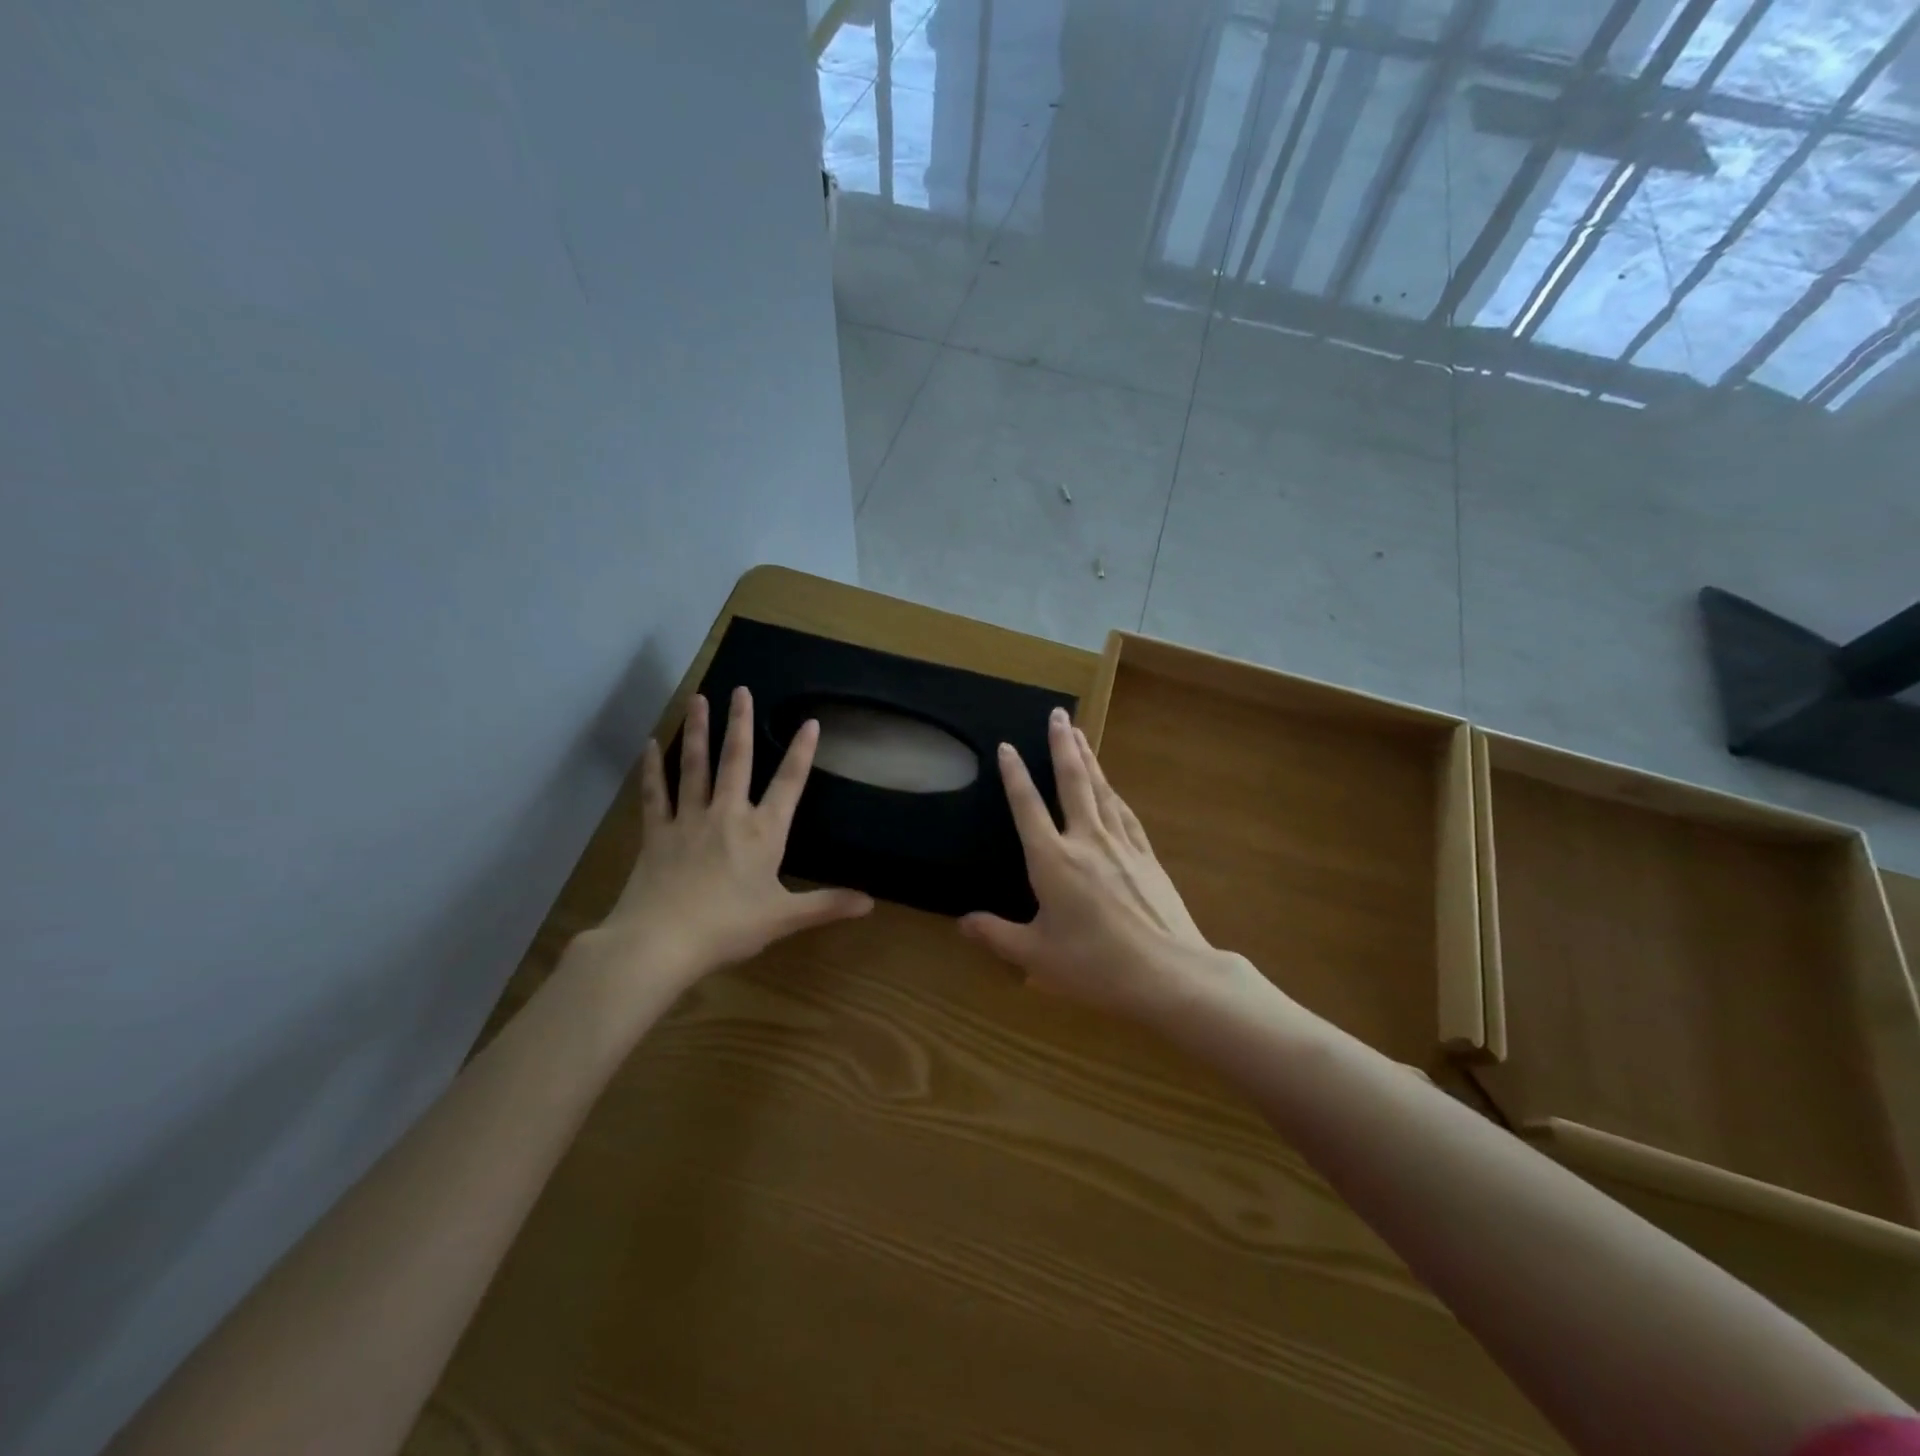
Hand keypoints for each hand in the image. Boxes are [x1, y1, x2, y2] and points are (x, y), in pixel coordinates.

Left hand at [596, 687, 873, 985]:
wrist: (661, 941)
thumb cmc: (728, 928)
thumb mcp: (784, 918)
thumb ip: (827, 905)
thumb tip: (870, 901)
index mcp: (763, 833)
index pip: (789, 783)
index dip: (801, 752)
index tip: (810, 722)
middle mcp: (728, 815)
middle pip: (737, 760)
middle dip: (741, 723)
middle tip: (740, 690)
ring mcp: (689, 820)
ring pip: (695, 766)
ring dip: (698, 731)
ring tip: (699, 699)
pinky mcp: (657, 832)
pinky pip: (656, 793)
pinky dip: (653, 768)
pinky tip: (651, 744)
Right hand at [959, 707, 1245, 1022]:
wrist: (1168, 973)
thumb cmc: (1095, 965)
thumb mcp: (1036, 956)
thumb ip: (996, 935)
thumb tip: (962, 922)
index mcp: (1053, 861)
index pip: (1028, 807)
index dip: (1015, 775)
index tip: (1008, 746)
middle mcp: (1086, 841)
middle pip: (1072, 782)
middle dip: (1062, 745)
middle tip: (1057, 713)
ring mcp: (1121, 845)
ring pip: (1101, 790)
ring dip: (1088, 759)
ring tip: (1079, 734)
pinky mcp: (1146, 857)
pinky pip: (1125, 814)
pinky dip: (1115, 794)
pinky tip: (1113, 788)